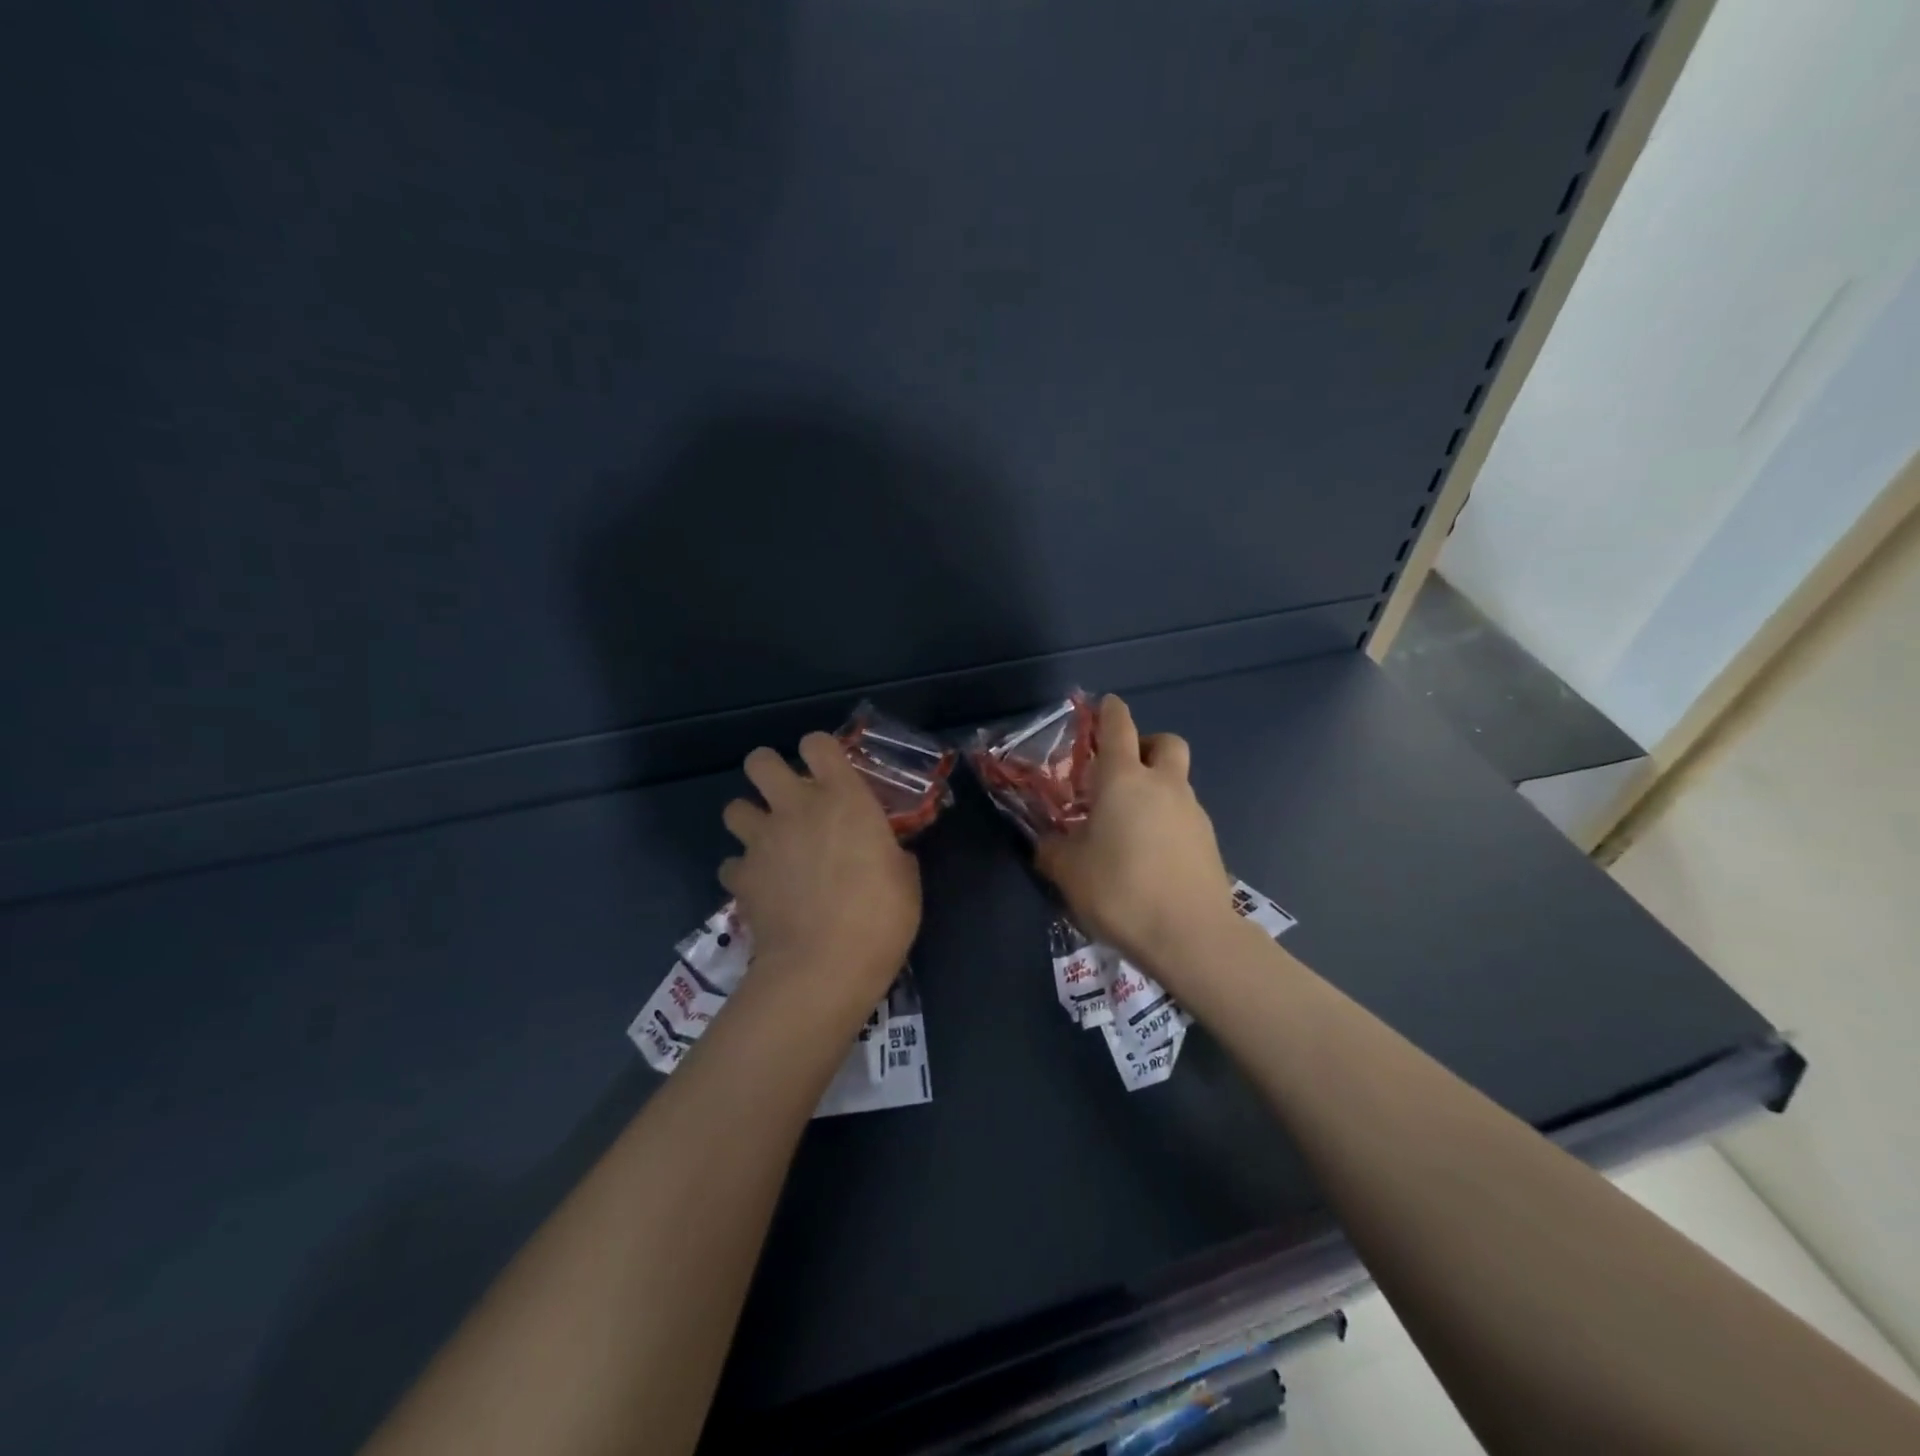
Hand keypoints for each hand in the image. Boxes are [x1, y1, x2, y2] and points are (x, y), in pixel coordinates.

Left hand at [720, 733, 920, 1017]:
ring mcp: (762, 841)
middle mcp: (796, 808)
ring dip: (749, 819)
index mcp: (843, 798)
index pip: (818, 743)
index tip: (830, 772)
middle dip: (768, 771)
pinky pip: (731, 864)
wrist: (823, 966)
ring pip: (733, 808)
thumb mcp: (905, 879)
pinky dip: (743, 872)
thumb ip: (891, 853)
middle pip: (759, 761)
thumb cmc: (880, 917)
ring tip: (769, 842)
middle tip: (787, 797)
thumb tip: (887, 854)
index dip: (820, 750)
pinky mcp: (740, 877)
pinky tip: (760, 888)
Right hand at [1034, 696, 1237, 980]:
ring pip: (1177, 782)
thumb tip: (1047, 843)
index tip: (1103, 705)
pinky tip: (1150, 855)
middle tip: (1122, 771)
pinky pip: (1184, 816)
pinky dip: (1167, 821)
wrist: (1190, 935)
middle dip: (1146, 745)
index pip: (1118, 726)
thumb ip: (1052, 849)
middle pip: (1165, 742)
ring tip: (1128, 826)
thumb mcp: (1068, 871)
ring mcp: (1193, 812)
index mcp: (1124, 780)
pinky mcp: (1209, 842)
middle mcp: (1164, 785)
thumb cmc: (1120, 890)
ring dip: (1156, 789)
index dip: (1110, 711)